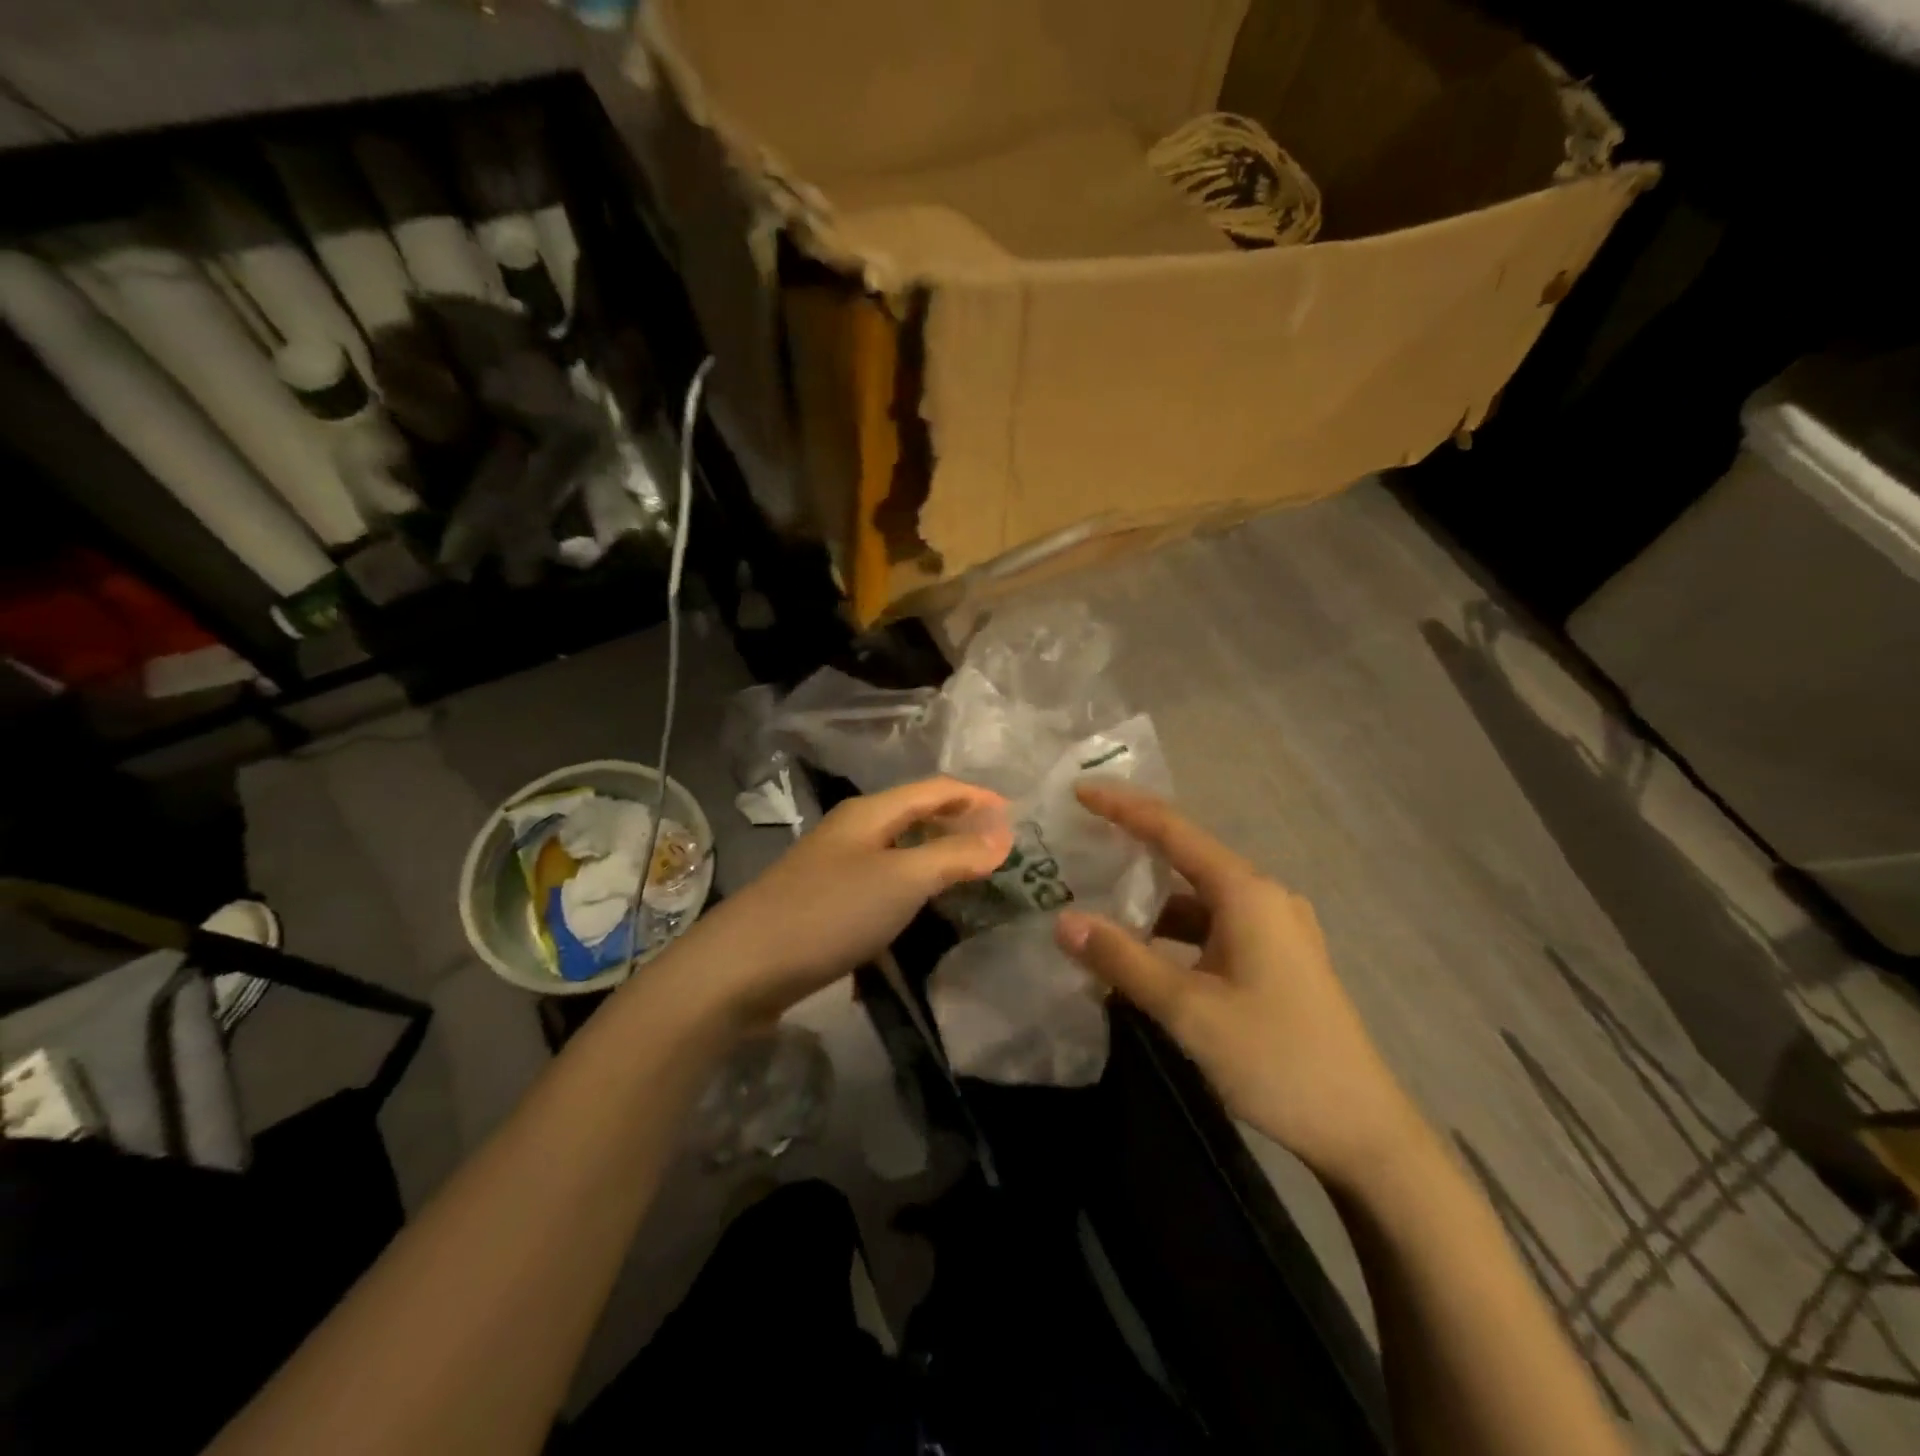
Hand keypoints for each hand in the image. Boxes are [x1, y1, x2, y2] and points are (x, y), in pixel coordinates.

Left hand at [688, 776, 1012, 1021]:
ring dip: (934, 857)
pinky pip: (880, 884)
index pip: (935, 789)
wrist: (742, 967)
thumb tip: (1004, 834)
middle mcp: (851, 831)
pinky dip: (909, 889)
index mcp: (870, 813)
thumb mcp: (901, 880)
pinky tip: (920, 912)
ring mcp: (834, 867)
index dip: (976, 796)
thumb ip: (953, 856)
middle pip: (914, 815)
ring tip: (970, 877)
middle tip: (999, 847)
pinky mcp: (824, 903)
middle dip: (957, 824)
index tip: (1016, 815)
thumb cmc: (829, 913)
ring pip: (897, 851)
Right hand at [1055, 784, 1424, 1188]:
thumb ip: (1123, 960)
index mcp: (1246, 893)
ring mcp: (1275, 928)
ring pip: (1199, 897)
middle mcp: (1263, 897)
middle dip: (1133, 846)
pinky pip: (1214, 926)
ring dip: (1151, 899)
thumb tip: (1063, 922)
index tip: (1080, 791)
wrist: (1361, 1129)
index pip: (1173, 830)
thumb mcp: (1188, 1009)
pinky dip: (1174, 931)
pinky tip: (1142, 951)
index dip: (1123, 807)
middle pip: (1187, 857)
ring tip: (1097, 898)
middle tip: (1080, 841)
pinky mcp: (1277, 958)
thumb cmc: (1275, 1058)